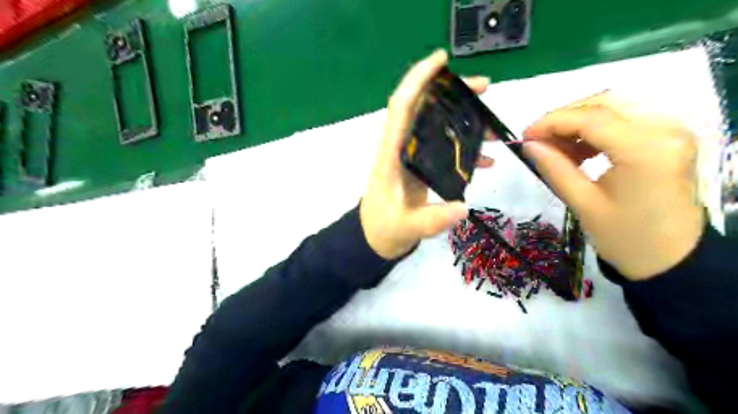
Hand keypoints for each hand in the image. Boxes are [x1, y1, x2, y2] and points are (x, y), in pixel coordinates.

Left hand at [360, 50, 491, 259]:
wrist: (376, 237)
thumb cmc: (384, 228)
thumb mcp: (406, 226)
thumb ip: (432, 219)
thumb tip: (463, 207)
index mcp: (392, 154)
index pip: (402, 107)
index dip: (418, 80)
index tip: (442, 60)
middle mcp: (401, 148)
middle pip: (424, 109)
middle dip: (452, 93)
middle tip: (484, 88)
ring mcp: (412, 157)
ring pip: (436, 126)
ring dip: (463, 119)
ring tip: (492, 124)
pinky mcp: (421, 167)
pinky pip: (443, 148)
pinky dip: (464, 148)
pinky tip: (485, 159)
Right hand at [525, 92, 701, 279]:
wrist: (671, 259)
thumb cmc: (625, 238)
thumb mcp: (583, 203)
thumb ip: (554, 168)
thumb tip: (528, 144)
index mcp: (645, 150)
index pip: (590, 118)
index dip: (551, 122)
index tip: (524, 135)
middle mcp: (665, 130)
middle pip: (604, 103)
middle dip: (564, 117)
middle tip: (538, 140)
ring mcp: (671, 131)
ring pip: (614, 108)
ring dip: (578, 123)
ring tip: (555, 149)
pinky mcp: (669, 138)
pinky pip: (625, 120)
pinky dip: (596, 129)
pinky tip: (579, 150)